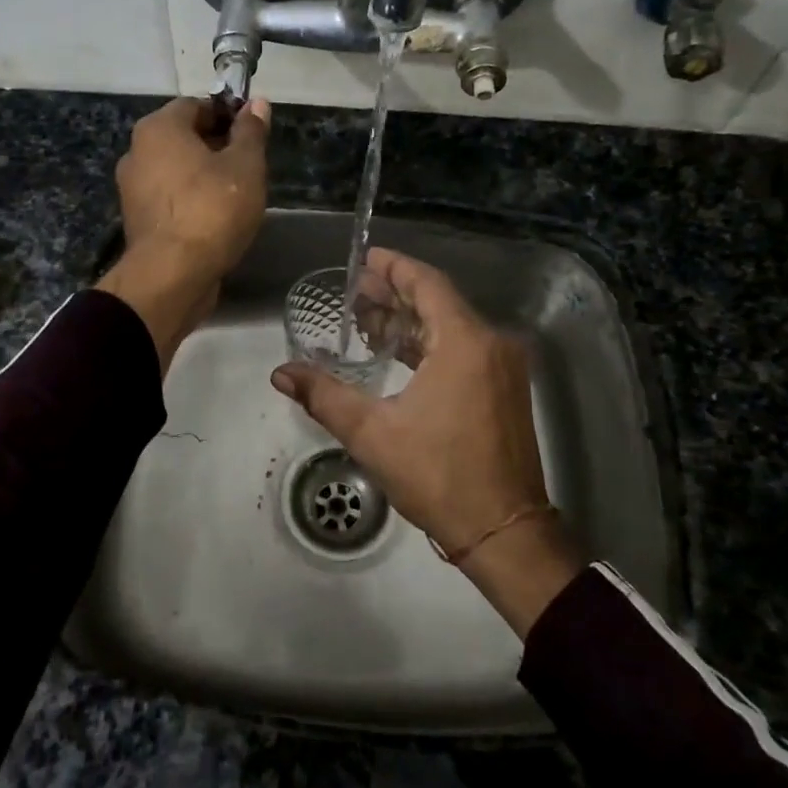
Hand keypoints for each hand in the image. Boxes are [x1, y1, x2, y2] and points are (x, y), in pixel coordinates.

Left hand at [97, 97, 269, 369]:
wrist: (173, 275)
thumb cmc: (212, 210)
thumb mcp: (245, 166)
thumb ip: (251, 132)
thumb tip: (257, 103)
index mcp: (158, 128)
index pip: (197, 105)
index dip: (228, 114)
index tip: (253, 133)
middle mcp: (137, 151)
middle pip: (184, 137)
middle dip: (217, 146)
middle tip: (250, 165)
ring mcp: (132, 188)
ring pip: (177, 170)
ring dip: (204, 176)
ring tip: (237, 195)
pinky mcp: (138, 221)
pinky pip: (170, 199)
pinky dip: (191, 201)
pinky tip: (216, 218)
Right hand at [271, 248, 583, 635]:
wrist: (503, 530)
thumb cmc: (438, 476)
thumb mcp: (372, 434)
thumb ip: (325, 396)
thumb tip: (281, 373)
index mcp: (465, 343)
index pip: (427, 284)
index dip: (395, 267)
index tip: (366, 258)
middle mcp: (491, 344)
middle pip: (439, 302)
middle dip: (397, 294)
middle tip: (356, 288)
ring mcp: (504, 367)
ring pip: (452, 326)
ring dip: (412, 320)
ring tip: (369, 318)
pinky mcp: (507, 389)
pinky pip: (465, 348)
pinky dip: (431, 344)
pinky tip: (400, 352)